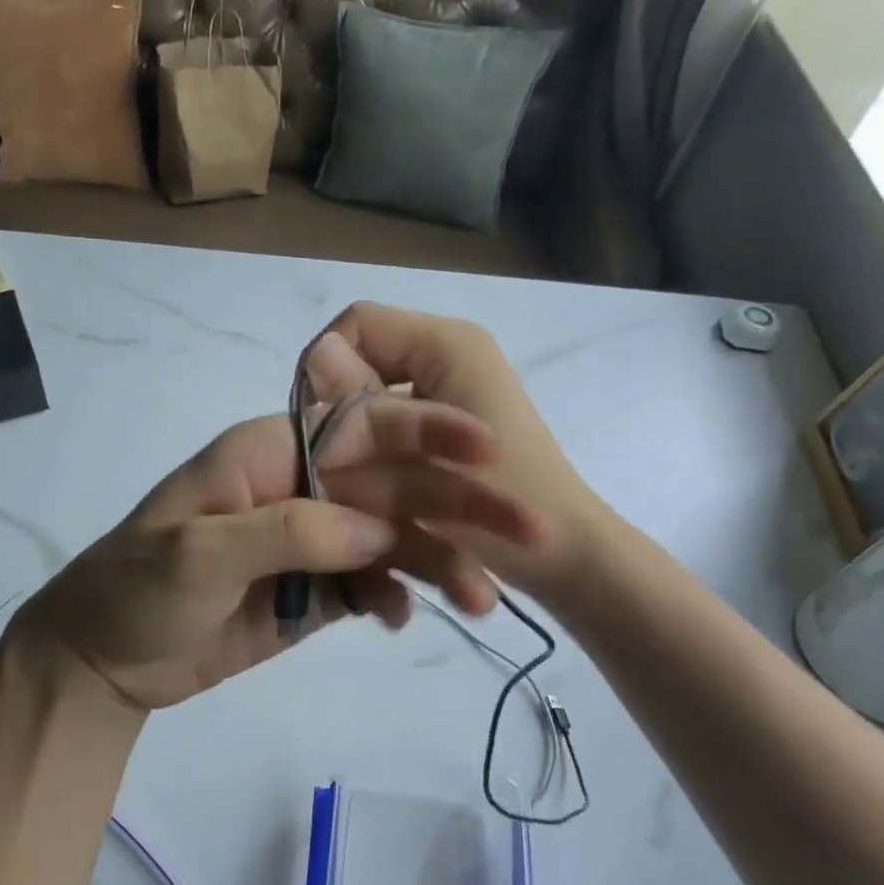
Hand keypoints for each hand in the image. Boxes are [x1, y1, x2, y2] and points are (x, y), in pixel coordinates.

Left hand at [19, 401, 545, 711]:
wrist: (105, 660)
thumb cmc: (136, 589)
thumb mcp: (198, 552)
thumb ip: (288, 531)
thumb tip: (378, 532)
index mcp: (268, 454)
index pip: (358, 429)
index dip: (424, 433)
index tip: (490, 451)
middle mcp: (298, 488)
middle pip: (389, 486)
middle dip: (455, 506)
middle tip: (528, 533)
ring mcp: (309, 542)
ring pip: (388, 540)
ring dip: (437, 563)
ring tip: (485, 599)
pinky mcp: (311, 590)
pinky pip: (369, 585)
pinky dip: (393, 597)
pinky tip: (405, 618)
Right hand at [305, 301, 610, 597]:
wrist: (566, 558)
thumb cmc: (511, 504)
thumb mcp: (426, 453)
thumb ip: (366, 404)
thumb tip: (317, 354)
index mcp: (447, 345)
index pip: (355, 326)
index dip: (324, 370)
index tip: (317, 430)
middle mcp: (445, 358)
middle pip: (360, 371)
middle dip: (342, 420)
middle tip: (335, 472)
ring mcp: (446, 397)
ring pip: (368, 407)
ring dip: (358, 448)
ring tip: (356, 493)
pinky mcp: (444, 432)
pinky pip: (387, 432)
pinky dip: (377, 461)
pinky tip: (376, 498)